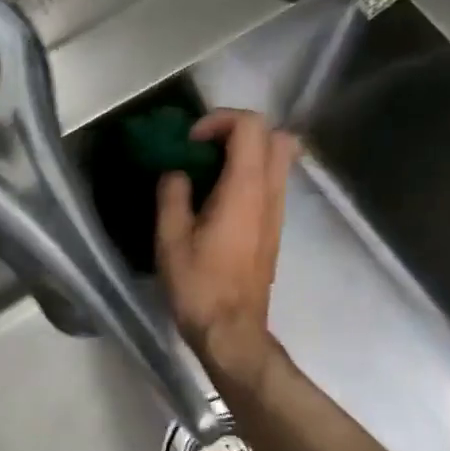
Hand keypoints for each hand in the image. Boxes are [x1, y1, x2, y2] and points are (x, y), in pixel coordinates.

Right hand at [156, 108, 298, 387]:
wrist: (232, 330)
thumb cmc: (199, 285)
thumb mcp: (170, 239)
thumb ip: (172, 195)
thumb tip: (176, 173)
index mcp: (245, 190)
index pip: (251, 126)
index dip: (220, 120)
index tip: (191, 142)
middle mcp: (270, 194)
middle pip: (276, 136)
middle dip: (240, 130)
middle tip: (206, 148)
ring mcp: (277, 212)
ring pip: (278, 160)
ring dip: (246, 153)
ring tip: (208, 172)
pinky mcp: (274, 229)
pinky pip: (271, 183)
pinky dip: (249, 175)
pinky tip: (217, 199)